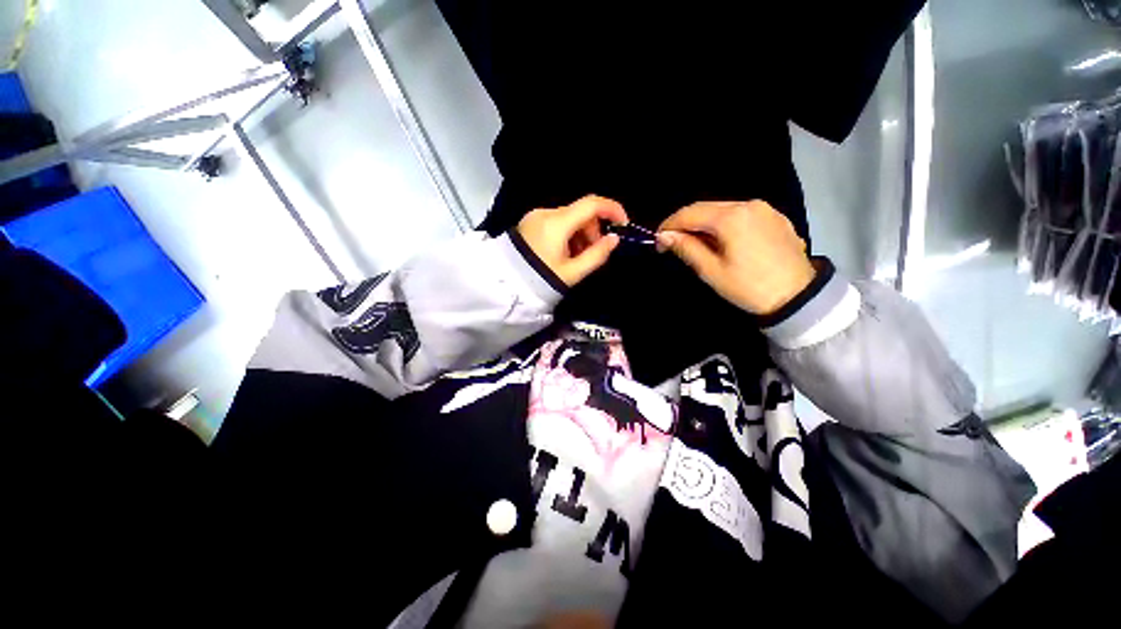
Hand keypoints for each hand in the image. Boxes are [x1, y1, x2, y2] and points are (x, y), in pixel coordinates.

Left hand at [517, 195, 627, 286]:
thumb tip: (614, 240)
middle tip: (593, 252)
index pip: (592, 204)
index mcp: (557, 223)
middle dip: (593, 230)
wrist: (505, 286)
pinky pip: (556, 222)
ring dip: (580, 233)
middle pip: (580, 211)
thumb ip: (597, 255)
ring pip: (569, 217)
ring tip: (576, 257)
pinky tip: (563, 252)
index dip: (612, 210)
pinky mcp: (529, 222)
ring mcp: (535, 216)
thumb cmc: (541, 280)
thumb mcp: (573, 272)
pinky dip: (567, 233)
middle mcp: (546, 213)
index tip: (623, 224)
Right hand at [657, 201, 815, 314]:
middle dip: (685, 223)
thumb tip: (664, 236)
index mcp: (731, 218)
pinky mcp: (774, 217)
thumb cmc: (748, 287)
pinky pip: (740, 214)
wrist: (798, 297)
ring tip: (694, 244)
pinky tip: (720, 240)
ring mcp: (764, 209)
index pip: (689, 213)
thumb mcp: (711, 271)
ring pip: (722, 209)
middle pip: (706, 208)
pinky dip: (723, 224)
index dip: (669, 226)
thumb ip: (686, 248)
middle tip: (672, 243)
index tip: (657, 242)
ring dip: (703, 223)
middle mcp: (748, 204)